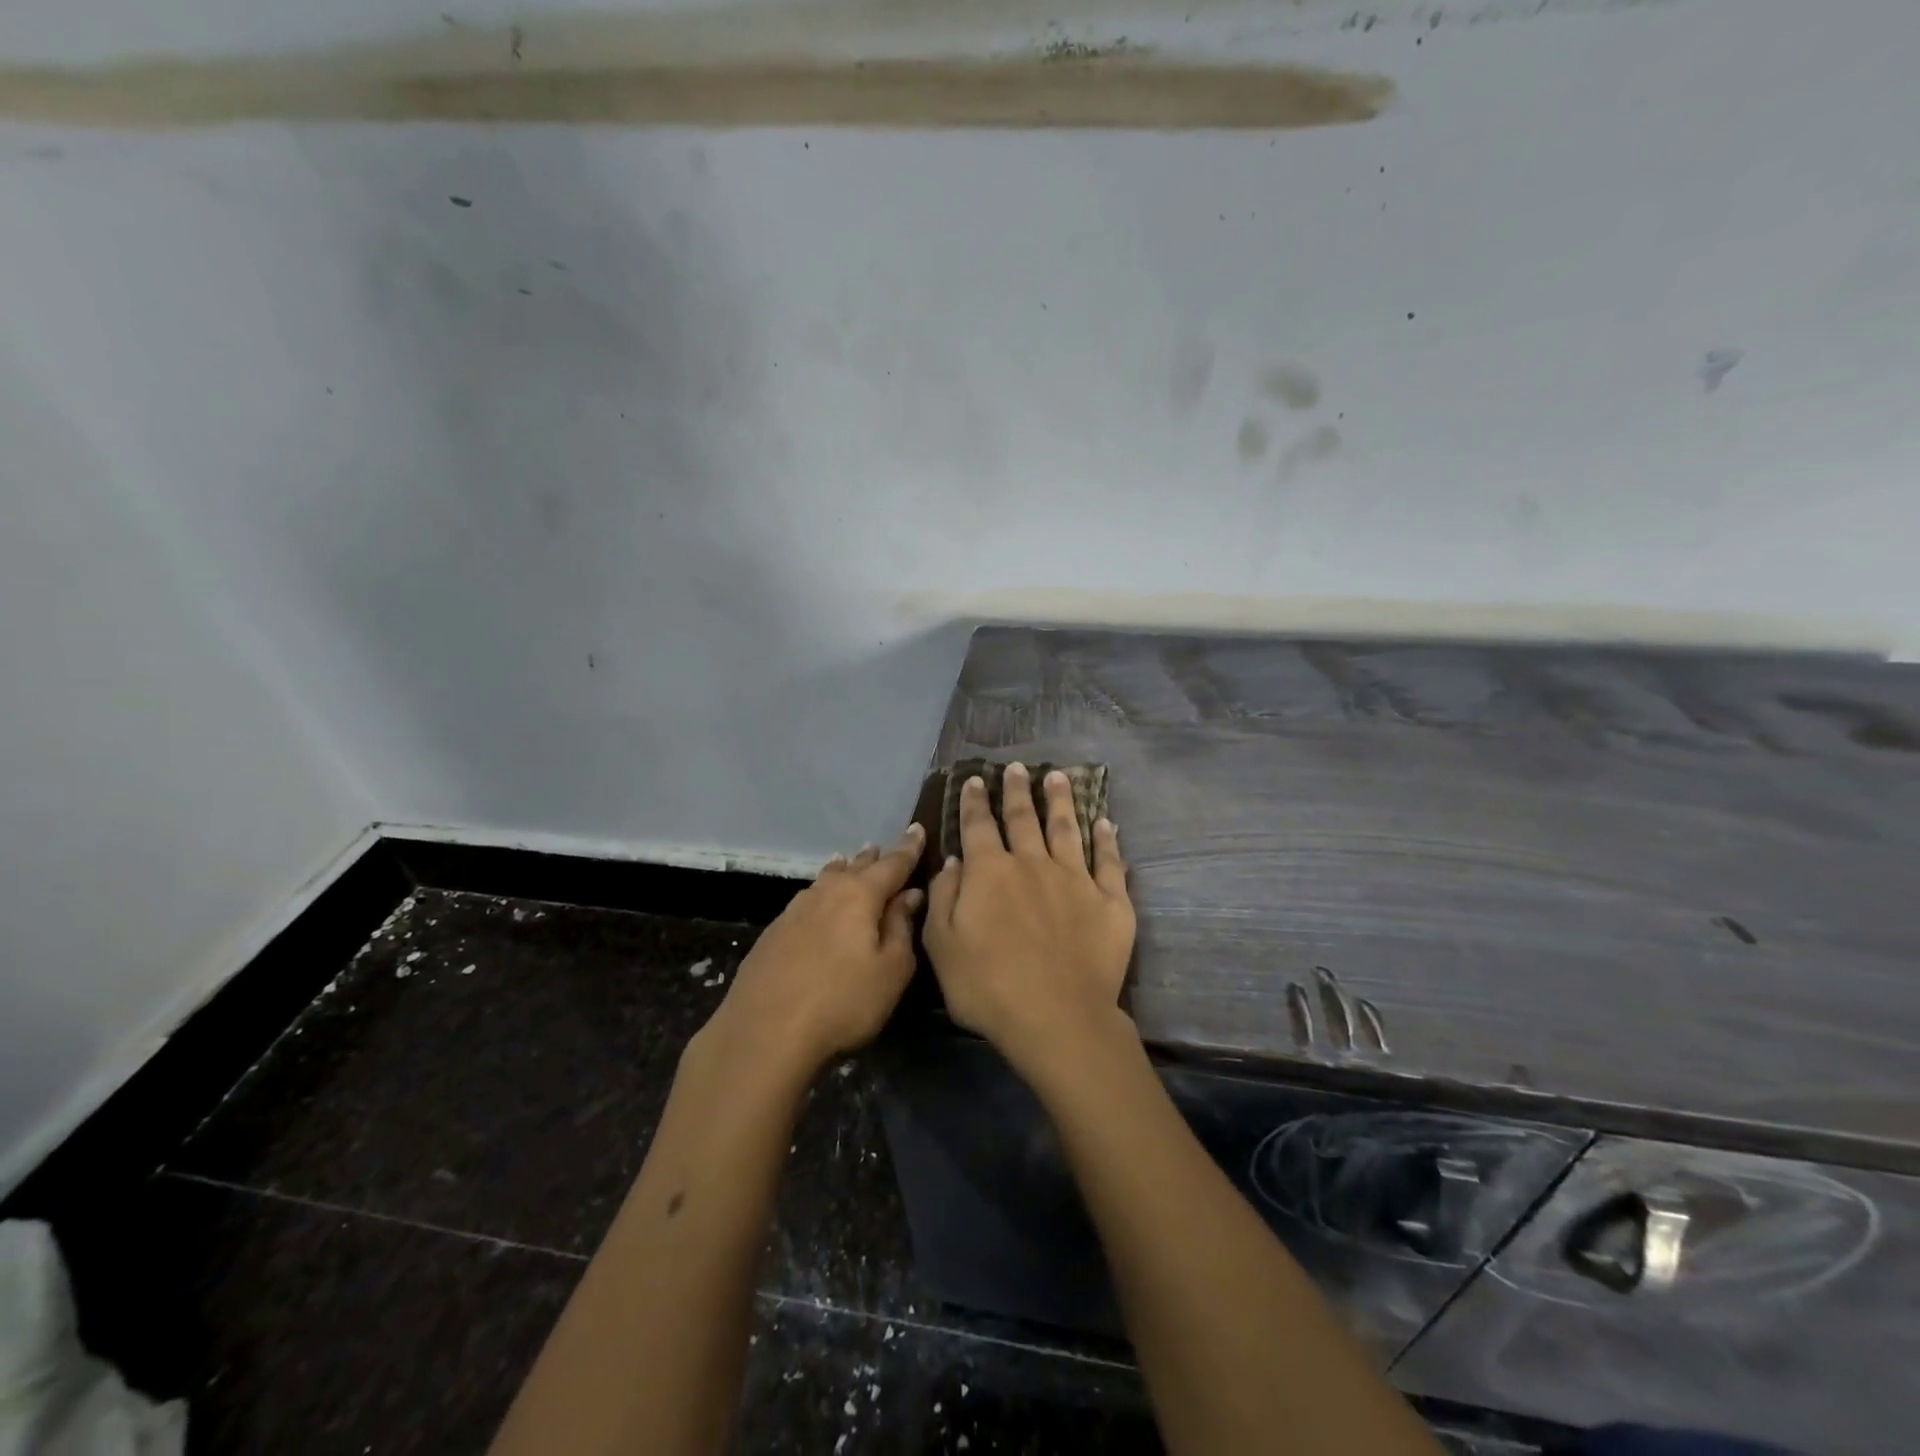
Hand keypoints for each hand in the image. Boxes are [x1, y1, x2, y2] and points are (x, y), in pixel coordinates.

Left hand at [707, 824, 924, 1079]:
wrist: (764, 1032)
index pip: (892, 864)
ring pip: (827, 879)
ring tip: (848, 861)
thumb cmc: (842, 1001)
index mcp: (860, 895)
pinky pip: (808, 899)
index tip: (918, 828)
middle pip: (855, 867)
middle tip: (883, 848)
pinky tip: (817, 901)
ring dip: (843, 870)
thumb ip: (902, 928)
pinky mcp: (774, 932)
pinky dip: (821, 892)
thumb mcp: (891, 970)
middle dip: (873, 858)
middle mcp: (827, 892)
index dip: (908, 848)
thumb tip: (909, 895)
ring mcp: (795, 910)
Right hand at [922, 763, 1135, 1081]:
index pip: (978, 826)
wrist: (1057, 1018)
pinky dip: (1107, 840)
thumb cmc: (988, 987)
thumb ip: (945, 898)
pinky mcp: (1110, 901)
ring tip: (1058, 777)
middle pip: (1024, 818)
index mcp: (990, 872)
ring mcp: (1075, 879)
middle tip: (1018, 767)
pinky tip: (1106, 823)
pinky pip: (1110, 862)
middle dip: (1017, 790)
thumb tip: (954, 862)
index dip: (974, 802)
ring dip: (1060, 801)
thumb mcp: (942, 947)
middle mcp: (1033, 864)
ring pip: (1067, 829)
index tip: (975, 780)